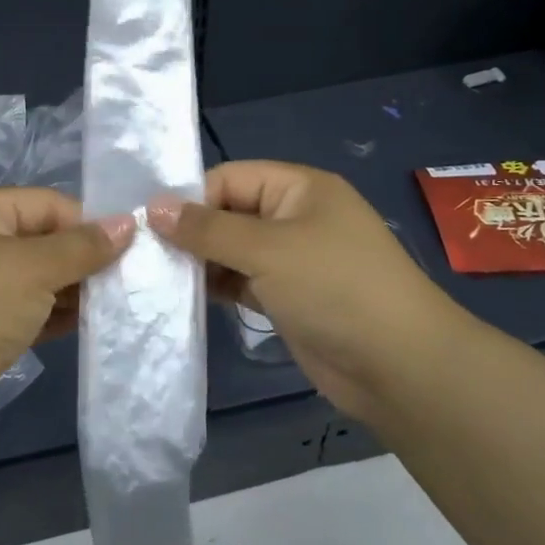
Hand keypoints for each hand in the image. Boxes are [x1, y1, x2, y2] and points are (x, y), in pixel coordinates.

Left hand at [0, 188, 132, 444]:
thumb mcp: (32, 267)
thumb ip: (83, 246)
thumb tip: (128, 223)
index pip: (47, 204)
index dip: (88, 223)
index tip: (131, 248)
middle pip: (43, 240)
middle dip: (85, 258)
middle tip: (131, 278)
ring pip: (38, 278)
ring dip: (75, 289)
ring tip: (120, 303)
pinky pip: (29, 310)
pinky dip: (57, 315)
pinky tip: (92, 324)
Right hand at [148, 160, 470, 423]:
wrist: (399, 366)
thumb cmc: (334, 289)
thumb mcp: (267, 250)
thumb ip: (207, 228)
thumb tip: (153, 206)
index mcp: (298, 188)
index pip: (228, 178)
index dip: (190, 199)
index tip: (149, 227)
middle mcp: (294, 216)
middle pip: (228, 213)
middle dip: (191, 233)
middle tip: (145, 257)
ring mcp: (292, 259)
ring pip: (232, 250)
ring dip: (200, 263)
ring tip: (158, 280)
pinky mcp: (288, 296)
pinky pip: (242, 281)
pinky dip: (218, 287)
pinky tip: (186, 299)